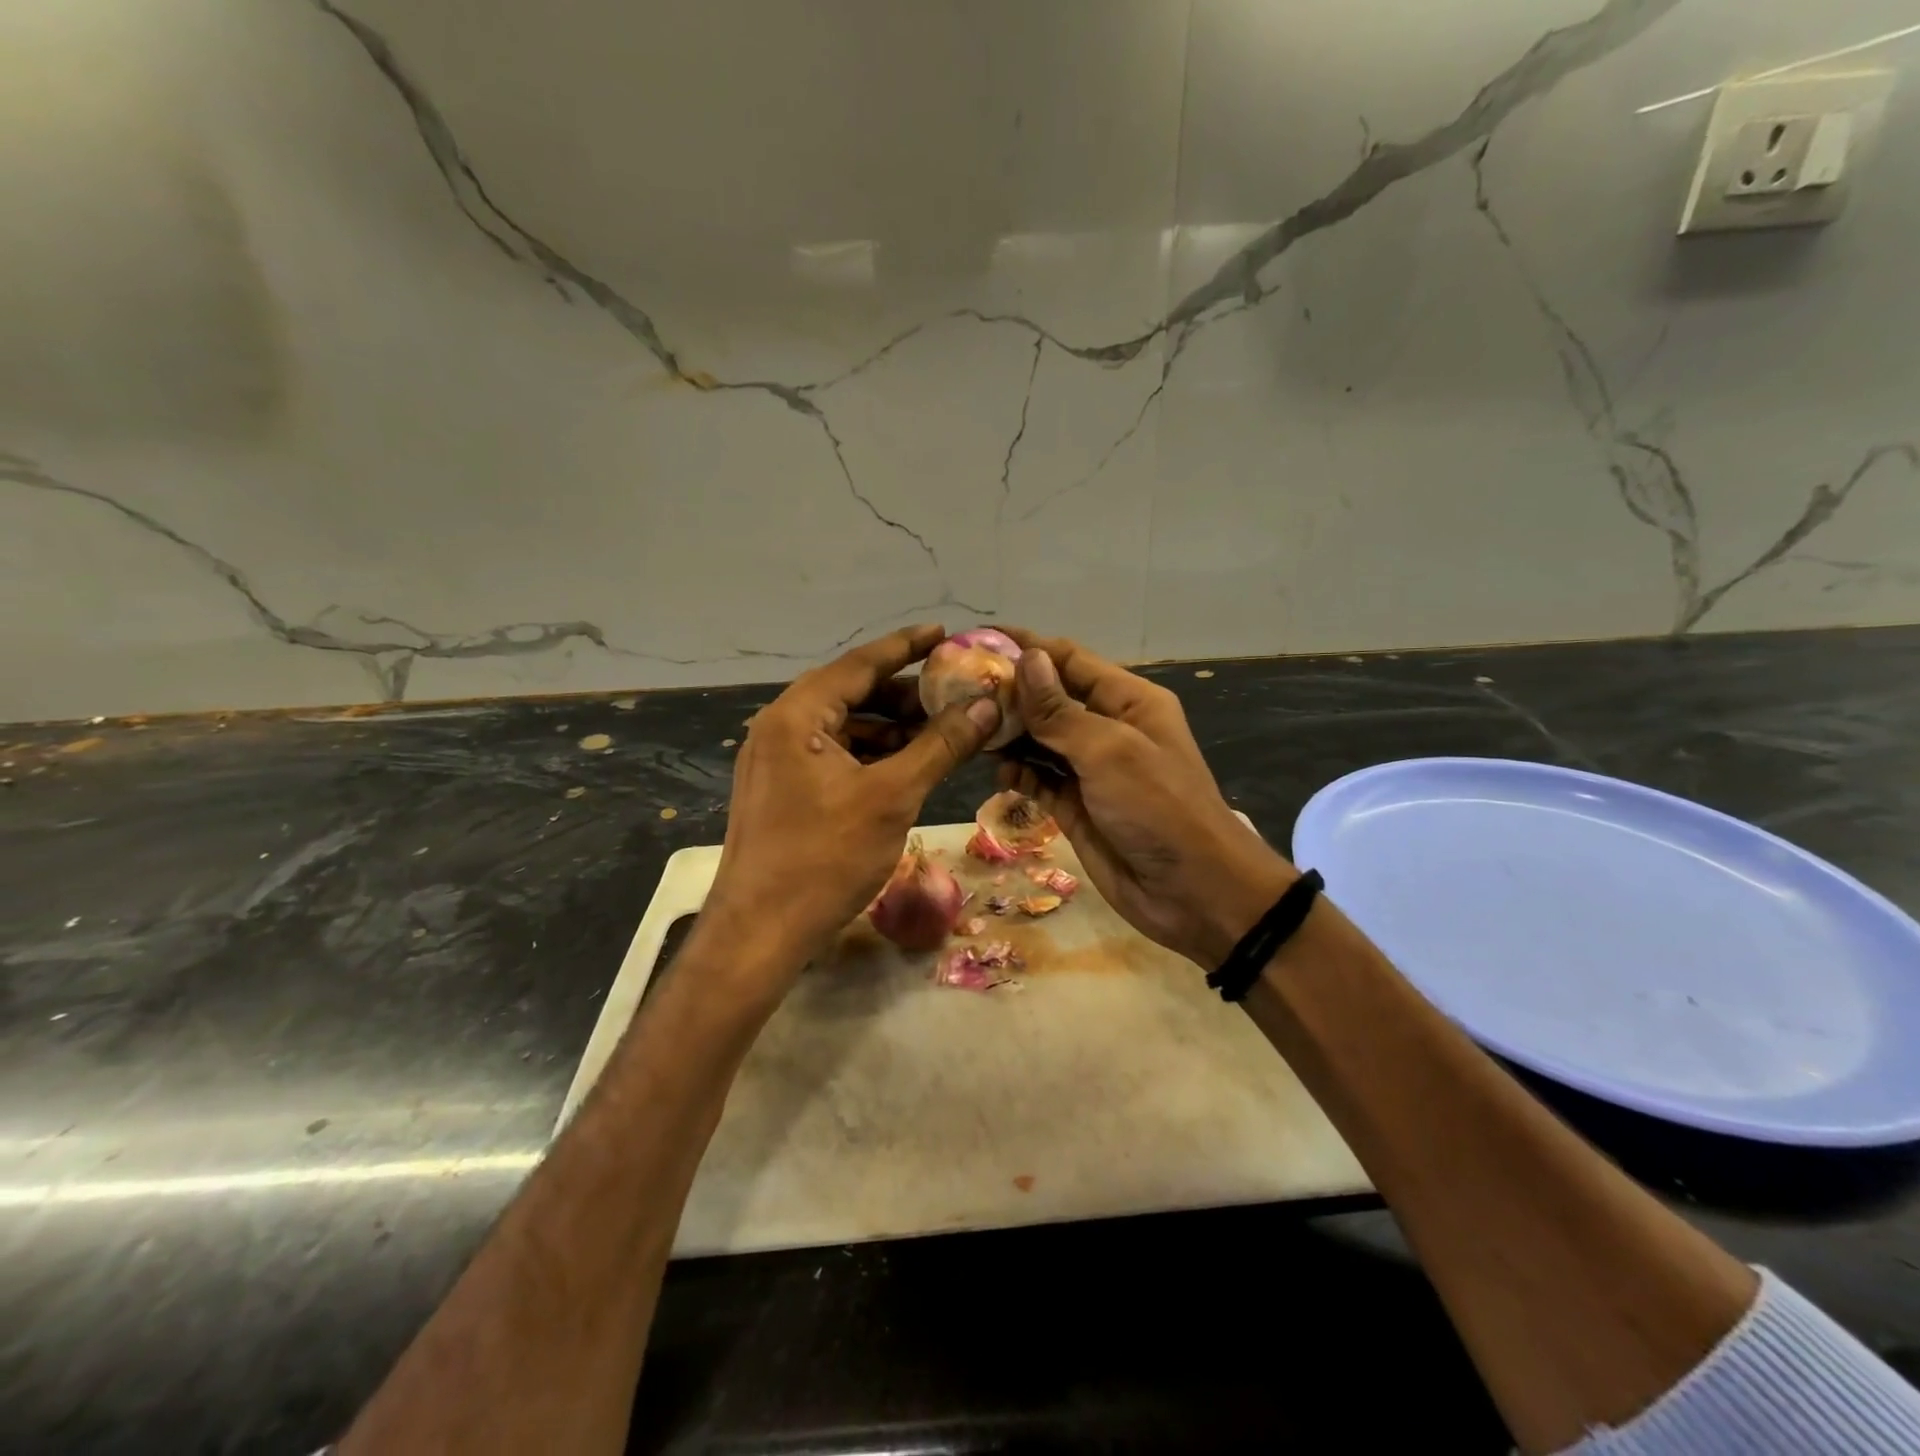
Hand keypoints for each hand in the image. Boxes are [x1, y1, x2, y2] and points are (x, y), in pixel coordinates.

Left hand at [703, 625, 1000, 995]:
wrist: (759, 934)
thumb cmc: (825, 858)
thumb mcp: (892, 797)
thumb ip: (940, 745)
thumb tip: (986, 704)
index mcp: (796, 716)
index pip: (860, 664)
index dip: (906, 647)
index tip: (945, 633)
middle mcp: (780, 727)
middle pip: (852, 694)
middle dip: (905, 695)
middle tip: (954, 696)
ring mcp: (777, 761)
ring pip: (845, 729)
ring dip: (892, 729)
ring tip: (942, 734)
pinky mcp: (782, 790)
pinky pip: (834, 757)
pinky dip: (872, 757)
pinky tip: (908, 767)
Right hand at [997, 630, 1294, 968]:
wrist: (1193, 892)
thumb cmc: (1157, 808)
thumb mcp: (1110, 751)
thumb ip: (1061, 710)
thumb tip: (1026, 658)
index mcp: (1128, 701)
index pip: (1069, 660)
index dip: (1026, 647)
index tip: (975, 642)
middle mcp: (1108, 729)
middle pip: (1050, 699)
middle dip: (1009, 694)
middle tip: (958, 692)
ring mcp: (1091, 770)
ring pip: (1040, 740)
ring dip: (1009, 735)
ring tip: (969, 730)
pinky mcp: (1076, 807)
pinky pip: (1040, 779)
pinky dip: (1019, 773)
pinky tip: (998, 772)